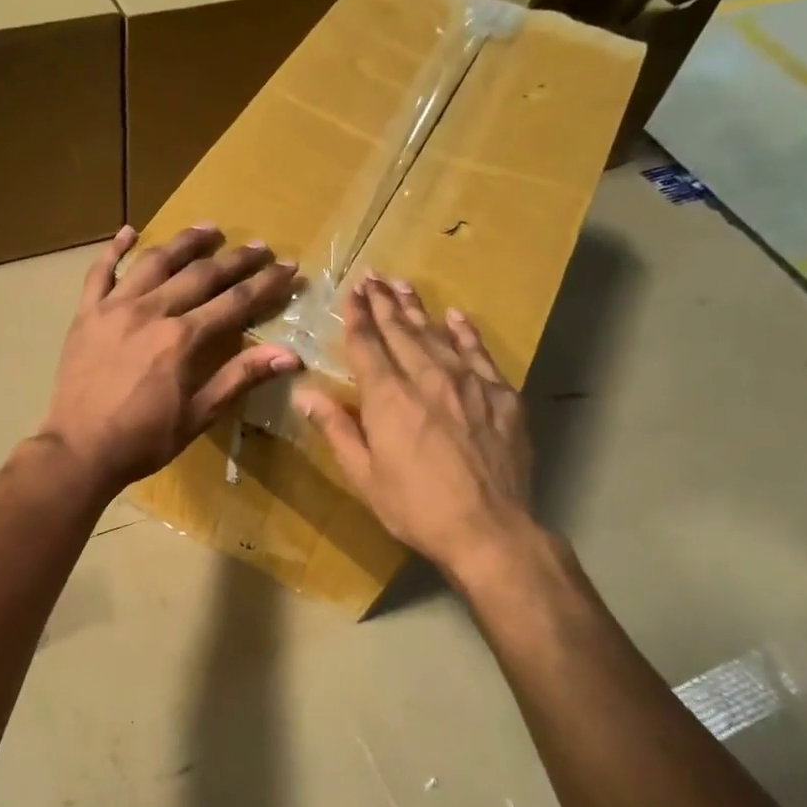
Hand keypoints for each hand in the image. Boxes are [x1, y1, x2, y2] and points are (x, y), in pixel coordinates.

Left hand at [38, 224, 299, 496]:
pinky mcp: (86, 314)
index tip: (288, 267)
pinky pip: (100, 272)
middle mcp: (151, 311)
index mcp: (182, 339)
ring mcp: (114, 308)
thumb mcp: (198, 415)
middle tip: (259, 247)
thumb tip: (289, 355)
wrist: (79, 450)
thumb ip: (240, 378)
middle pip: (200, 274)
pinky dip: (115, 249)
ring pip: (154, 261)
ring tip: (208, 229)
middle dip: (234, 259)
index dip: (265, 284)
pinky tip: (129, 231)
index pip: (234, 302)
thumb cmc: (143, 440)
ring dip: (184, 243)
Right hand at [295, 275, 538, 577]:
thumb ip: (336, 429)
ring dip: (417, 309)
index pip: (367, 345)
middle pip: (401, 331)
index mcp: (389, 398)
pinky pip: (479, 352)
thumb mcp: (364, 476)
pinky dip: (464, 332)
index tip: (352, 292)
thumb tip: (305, 394)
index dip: (357, 316)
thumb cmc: (415, 508)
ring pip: (438, 334)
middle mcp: (427, 378)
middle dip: (384, 302)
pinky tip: (455, 317)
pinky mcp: (501, 395)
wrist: (489, 529)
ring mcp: (470, 383)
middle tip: (372, 277)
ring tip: (402, 286)